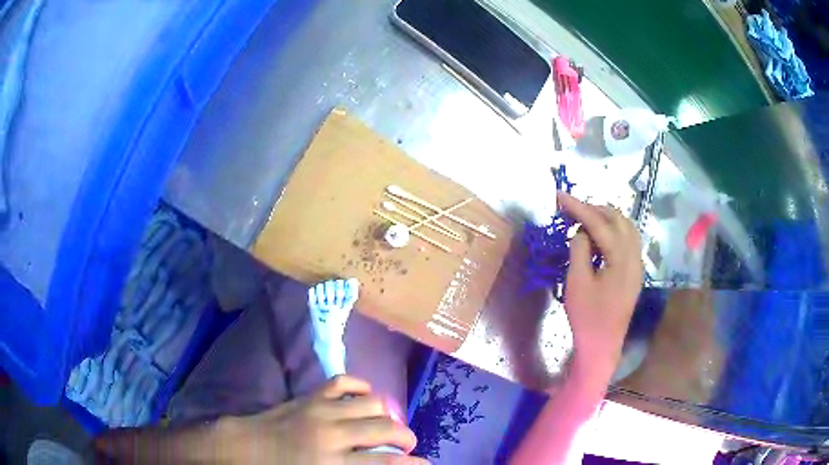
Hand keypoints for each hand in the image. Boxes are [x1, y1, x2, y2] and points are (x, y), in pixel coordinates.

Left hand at [218, 376, 427, 463]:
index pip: (387, 463)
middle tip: (407, 445)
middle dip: (406, 437)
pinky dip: (361, 387)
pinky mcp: (311, 394)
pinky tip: (365, 397)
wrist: (246, 447)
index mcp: (333, 463)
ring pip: (373, 402)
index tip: (427, 464)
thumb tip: (381, 464)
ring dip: (387, 413)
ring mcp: (321, 409)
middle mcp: (333, 434)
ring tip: (386, 423)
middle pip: (386, 428)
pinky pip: (344, 381)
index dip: (414, 464)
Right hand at [559, 192, 643, 369]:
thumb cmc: (587, 317)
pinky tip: (599, 237)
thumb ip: (579, 250)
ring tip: (584, 220)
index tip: (559, 196)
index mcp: (621, 258)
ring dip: (605, 218)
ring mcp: (637, 264)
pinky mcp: (635, 272)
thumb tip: (581, 232)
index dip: (578, 207)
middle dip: (594, 209)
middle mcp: (635, 256)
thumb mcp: (577, 283)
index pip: (599, 224)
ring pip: (626, 227)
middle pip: (618, 219)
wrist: (603, 345)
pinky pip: (628, 240)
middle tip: (570, 210)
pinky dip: (613, 231)